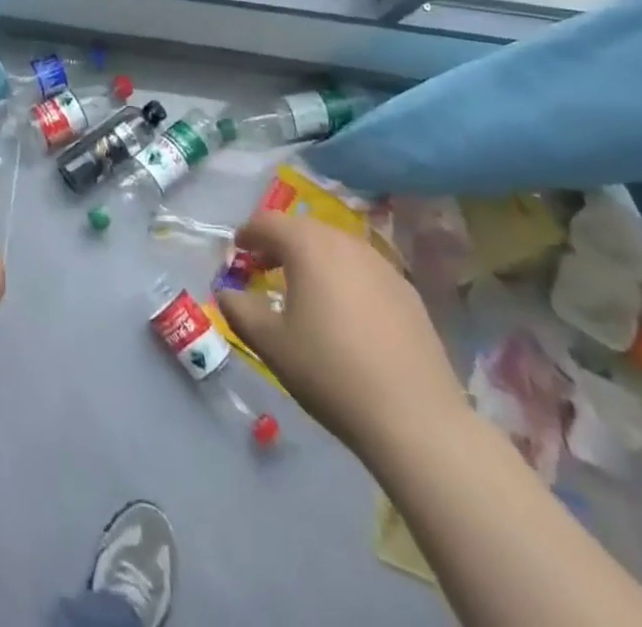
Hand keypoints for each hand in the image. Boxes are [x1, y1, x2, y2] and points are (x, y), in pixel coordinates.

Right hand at [216, 209, 465, 455]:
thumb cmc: (330, 372)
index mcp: (308, 246)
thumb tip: (226, 292)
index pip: (268, 223)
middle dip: (280, 243)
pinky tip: (345, 312)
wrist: (416, 419)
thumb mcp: (271, 344)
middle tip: (264, 267)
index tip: (237, 251)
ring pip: (337, 247)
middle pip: (304, 229)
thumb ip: (240, 310)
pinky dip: (344, 277)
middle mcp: (345, 243)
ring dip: (313, 258)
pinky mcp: (408, 293)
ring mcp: (382, 266)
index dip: (247, 234)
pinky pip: (364, 270)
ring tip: (304, 288)